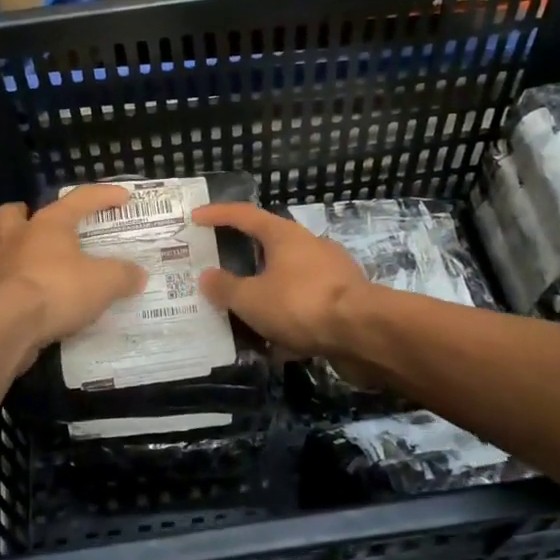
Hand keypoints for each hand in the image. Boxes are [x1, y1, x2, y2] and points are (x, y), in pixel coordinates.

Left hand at [0, 185, 146, 356]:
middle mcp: (17, 239)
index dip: (103, 195)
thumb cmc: (59, 291)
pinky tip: (1, 296)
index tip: (124, 197)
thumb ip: (123, 275)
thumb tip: (138, 274)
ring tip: (11, 252)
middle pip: (9, 213)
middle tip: (35, 223)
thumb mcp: (105, 282)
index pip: (79, 199)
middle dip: (20, 213)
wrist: (10, 325)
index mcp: (49, 226)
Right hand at [192, 203, 371, 363]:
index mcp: (284, 235)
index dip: (218, 214)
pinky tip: (276, 344)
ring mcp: (331, 273)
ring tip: (244, 316)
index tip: (196, 217)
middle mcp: (309, 246)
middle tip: (221, 274)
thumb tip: (207, 276)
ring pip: (288, 280)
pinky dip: (288, 320)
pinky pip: (306, 306)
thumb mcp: (252, 299)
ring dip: (267, 294)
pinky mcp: (345, 301)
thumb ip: (226, 288)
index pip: (245, 215)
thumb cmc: (301, 304)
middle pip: (270, 247)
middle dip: (245, 261)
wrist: (364, 332)